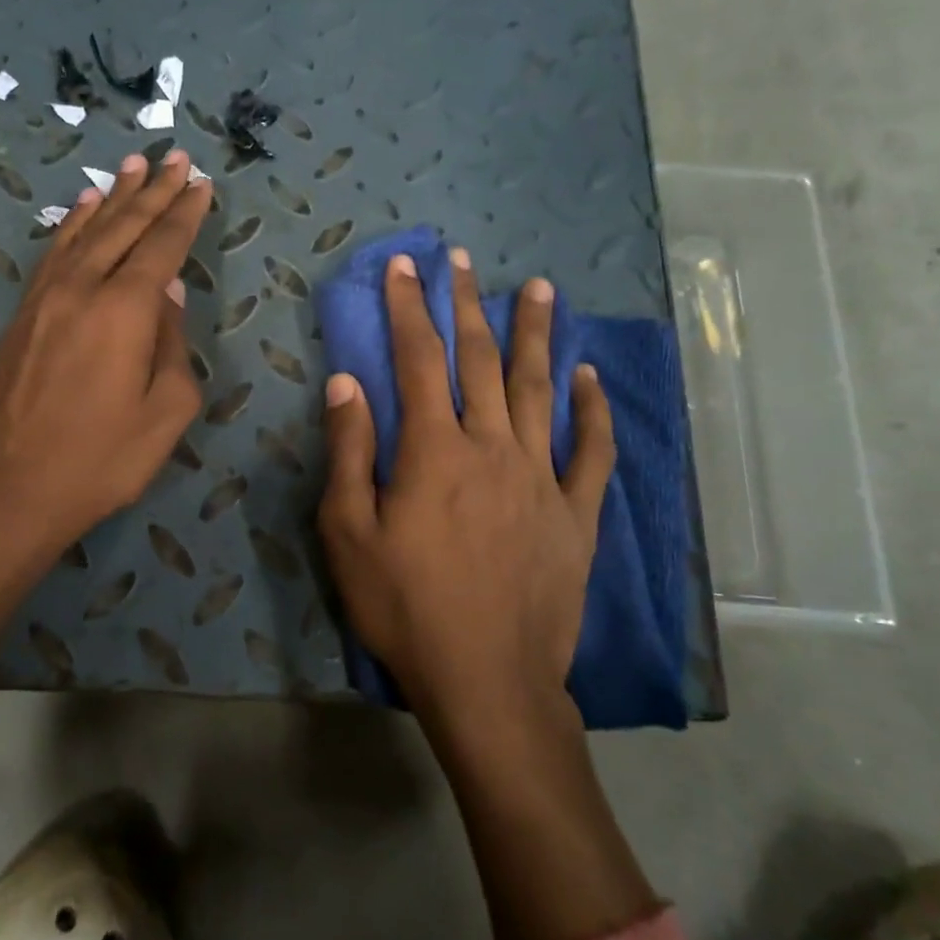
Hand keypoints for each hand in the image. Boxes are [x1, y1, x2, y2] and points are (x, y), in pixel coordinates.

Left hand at [0, 150, 210, 703]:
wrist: (13, 487)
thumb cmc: (103, 458)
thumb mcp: (166, 412)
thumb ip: (174, 346)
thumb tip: (170, 296)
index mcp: (126, 310)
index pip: (163, 246)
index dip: (185, 213)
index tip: (201, 183)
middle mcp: (83, 288)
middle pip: (125, 227)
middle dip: (155, 191)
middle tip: (176, 158)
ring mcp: (46, 298)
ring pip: (86, 231)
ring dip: (113, 198)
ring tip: (134, 167)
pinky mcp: (24, 314)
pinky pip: (54, 253)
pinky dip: (73, 225)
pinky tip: (83, 210)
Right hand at [317, 246, 614, 729]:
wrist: (487, 680)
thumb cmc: (405, 607)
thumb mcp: (348, 534)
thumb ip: (349, 452)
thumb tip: (346, 382)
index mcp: (433, 450)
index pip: (417, 360)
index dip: (408, 308)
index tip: (404, 266)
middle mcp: (492, 447)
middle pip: (480, 360)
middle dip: (467, 305)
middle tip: (462, 259)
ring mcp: (541, 477)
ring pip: (540, 389)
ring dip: (537, 335)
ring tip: (541, 288)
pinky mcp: (575, 513)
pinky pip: (592, 450)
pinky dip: (593, 409)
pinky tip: (590, 377)